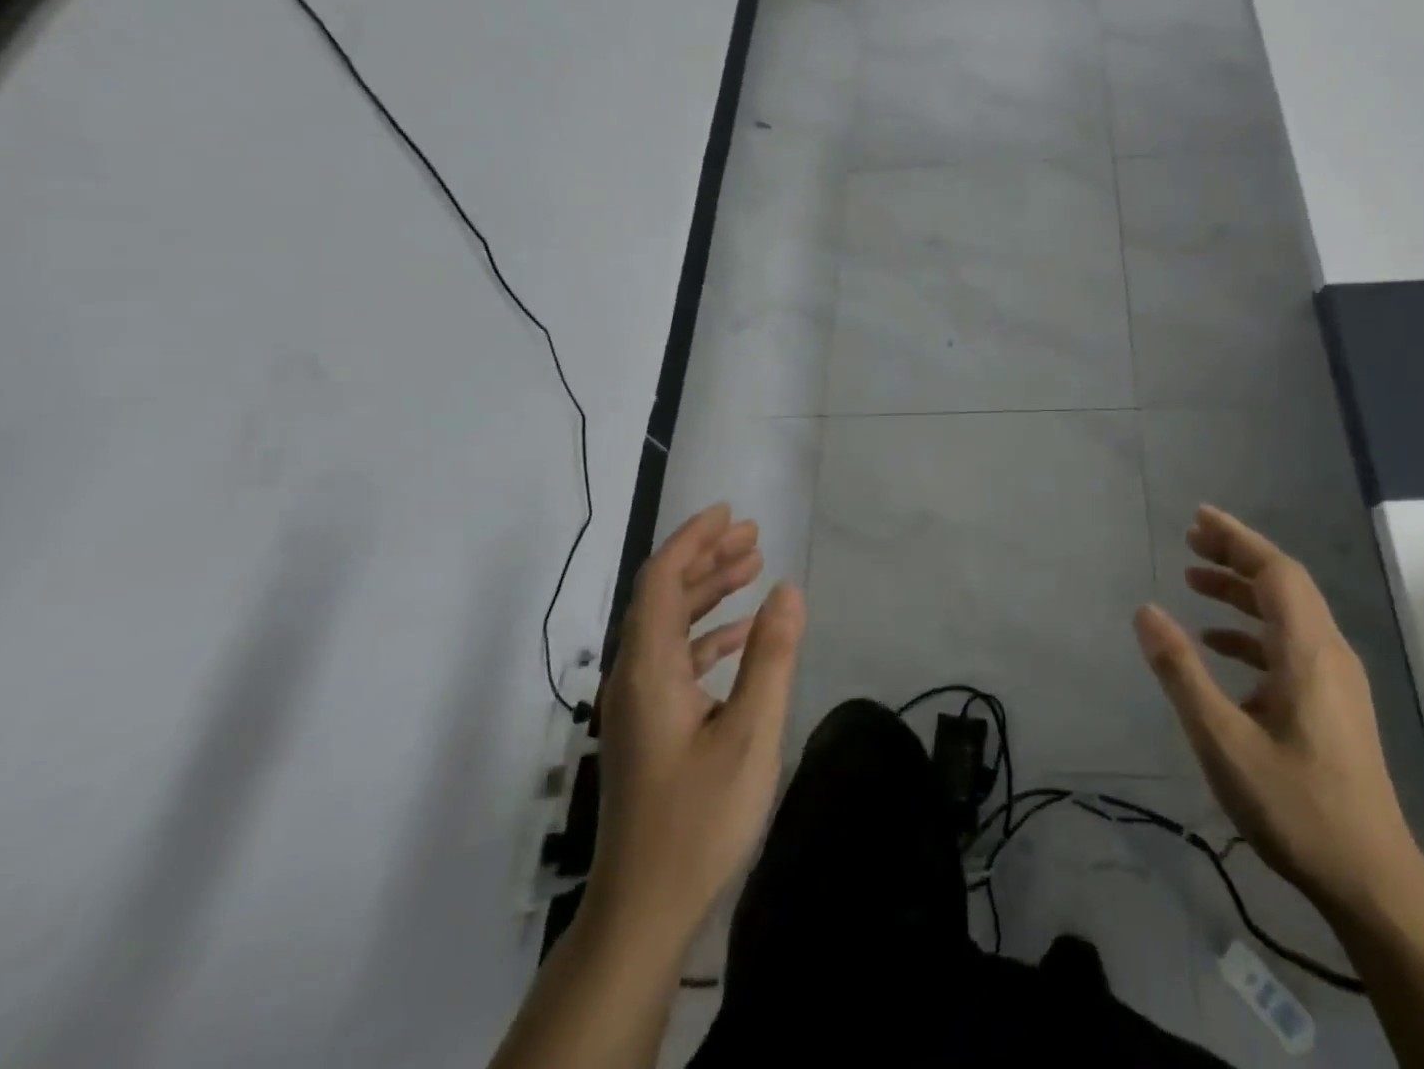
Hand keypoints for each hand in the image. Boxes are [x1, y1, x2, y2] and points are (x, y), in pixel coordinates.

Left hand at [586, 504, 805, 941]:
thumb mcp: (751, 734)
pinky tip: (741, 633)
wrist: (644, 909)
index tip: (729, 514)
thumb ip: (771, 656)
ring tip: (752, 567)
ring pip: (669, 625)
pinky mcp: (649, 725)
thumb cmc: (699, 820)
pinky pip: (675, 657)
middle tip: (753, 534)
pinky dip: (708, 633)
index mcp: (649, 669)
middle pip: (663, 595)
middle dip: (706, 557)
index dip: (693, 540)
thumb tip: (789, 589)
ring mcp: (639, 703)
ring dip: (708, 592)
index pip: (662, 581)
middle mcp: (634, 676)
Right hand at [1135, 506, 1417, 914]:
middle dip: (1235, 555)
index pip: (1275, 571)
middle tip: (1189, 539)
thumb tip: (1145, 611)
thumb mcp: (1223, 740)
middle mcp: (1328, 653)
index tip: (1197, 518)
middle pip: (1283, 583)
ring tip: (1193, 581)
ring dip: (1240, 592)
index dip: (1237, 538)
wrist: (1372, 882)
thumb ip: (1182, 671)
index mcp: (1309, 651)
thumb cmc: (1296, 807)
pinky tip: (1217, 644)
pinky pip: (1288, 645)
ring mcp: (1335, 680)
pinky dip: (1250, 632)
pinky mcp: (1332, 704)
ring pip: (1286, 614)